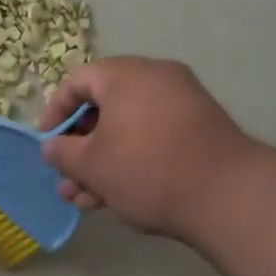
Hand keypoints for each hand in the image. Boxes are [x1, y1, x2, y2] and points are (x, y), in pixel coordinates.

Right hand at [39, 56, 255, 238]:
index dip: (54, 114)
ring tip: (85, 200)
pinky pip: (153, 136)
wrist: (228, 195)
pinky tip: (115, 197)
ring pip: (127, 128)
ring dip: (102, 161)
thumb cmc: (146, 170)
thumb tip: (51, 146)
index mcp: (124, 75)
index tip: (47, 145)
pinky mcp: (200, 127)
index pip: (76, 83)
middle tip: (67, 179)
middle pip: (103, 107)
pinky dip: (131, 159)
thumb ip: (61, 152)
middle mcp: (155, 78)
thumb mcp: (91, 165)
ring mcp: (182, 101)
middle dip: (79, 148)